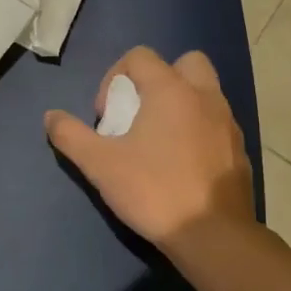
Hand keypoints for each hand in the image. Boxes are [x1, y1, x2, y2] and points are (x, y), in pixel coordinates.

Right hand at [44, 47, 254, 248]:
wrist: (212, 234)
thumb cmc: (153, 191)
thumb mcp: (100, 165)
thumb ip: (71, 136)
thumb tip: (50, 116)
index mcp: (170, 90)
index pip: (140, 56)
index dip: (114, 78)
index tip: (107, 116)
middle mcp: (205, 96)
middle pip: (185, 62)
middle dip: (159, 79)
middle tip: (140, 114)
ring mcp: (228, 122)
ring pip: (205, 93)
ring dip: (181, 104)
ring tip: (159, 142)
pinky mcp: (239, 150)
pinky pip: (217, 124)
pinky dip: (199, 131)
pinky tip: (182, 165)